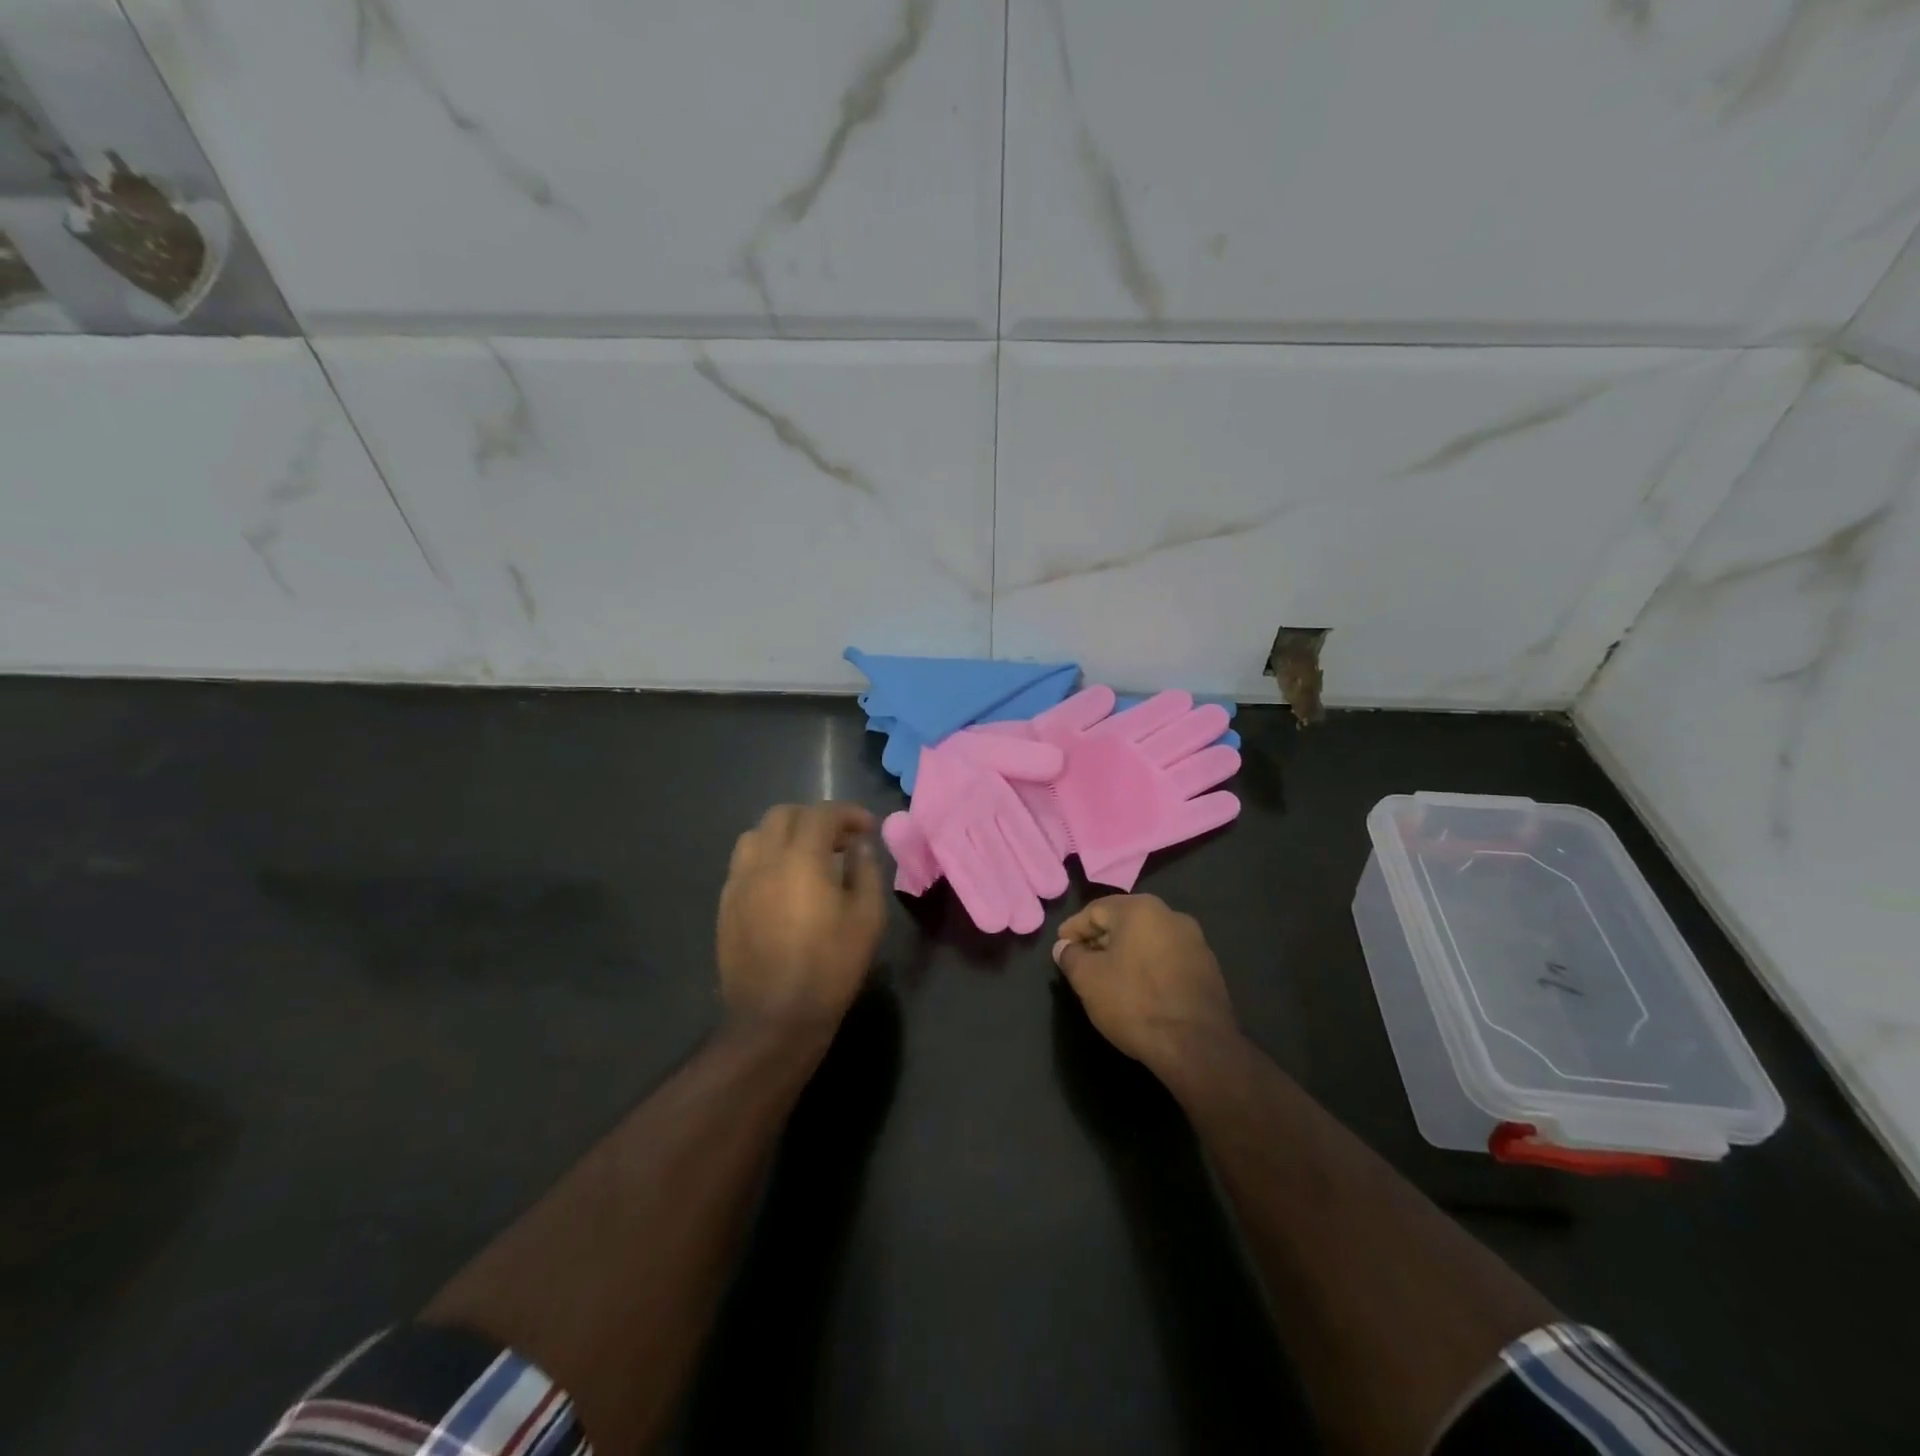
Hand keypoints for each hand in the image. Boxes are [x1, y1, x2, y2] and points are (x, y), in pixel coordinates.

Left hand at [719, 802, 885, 1035]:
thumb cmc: (830, 966)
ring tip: (808, 856)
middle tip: (839, 840)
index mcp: (801, 859)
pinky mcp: (725, 904)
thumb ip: (866, 871)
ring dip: (785, 834)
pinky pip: (744, 863)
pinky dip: (767, 857)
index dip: (848, 813)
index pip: (822, 814)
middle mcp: (764, 860)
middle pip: (783, 815)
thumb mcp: (867, 918)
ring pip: (757, 835)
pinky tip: (783, 883)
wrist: (774, 1017)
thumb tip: (859, 846)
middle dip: (815, 818)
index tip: (867, 828)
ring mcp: (739, 882)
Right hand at [1052, 895, 1238, 1076]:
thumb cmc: (1135, 1003)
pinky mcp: (1208, 968)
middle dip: (1099, 940)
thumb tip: (1064, 947)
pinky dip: (1148, 967)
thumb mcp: (1088, 979)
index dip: (1073, 929)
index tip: (1060, 948)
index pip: (1095, 910)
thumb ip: (1070, 956)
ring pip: (1147, 939)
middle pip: (1123, 921)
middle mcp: (1171, 915)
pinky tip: (1139, 990)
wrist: (1197, 1046)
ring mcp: (1195, 941)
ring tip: (1108, 978)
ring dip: (1124, 953)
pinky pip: (1167, 958)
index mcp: (1141, 909)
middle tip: (1081, 962)